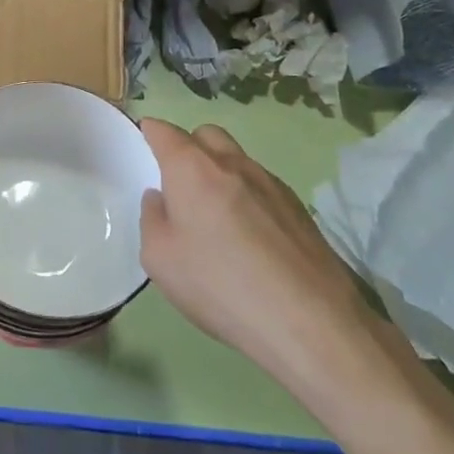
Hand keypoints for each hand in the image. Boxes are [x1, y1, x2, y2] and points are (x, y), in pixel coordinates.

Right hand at [139, 120, 407, 415]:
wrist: (310, 322)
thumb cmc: (220, 286)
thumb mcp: (159, 259)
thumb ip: (151, 219)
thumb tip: (161, 199)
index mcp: (191, 168)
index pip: (163, 131)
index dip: (149, 133)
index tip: (143, 147)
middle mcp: (231, 163)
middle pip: (204, 135)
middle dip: (188, 147)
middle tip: (179, 185)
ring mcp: (270, 182)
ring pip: (236, 159)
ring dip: (220, 173)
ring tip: (216, 216)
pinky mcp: (299, 208)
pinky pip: (261, 186)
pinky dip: (247, 197)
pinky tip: (250, 238)